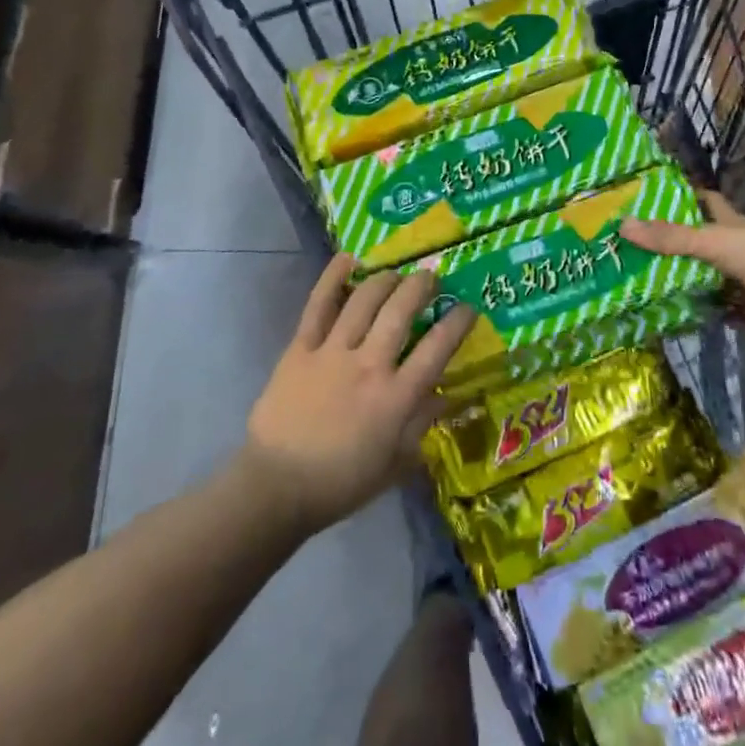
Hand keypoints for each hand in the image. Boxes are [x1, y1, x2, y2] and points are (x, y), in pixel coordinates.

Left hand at [245, 256, 476, 533]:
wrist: (277, 487)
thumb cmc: (341, 482)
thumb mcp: (395, 464)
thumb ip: (422, 425)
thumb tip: (447, 396)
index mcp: (396, 398)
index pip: (437, 349)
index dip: (457, 322)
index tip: (468, 307)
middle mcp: (369, 365)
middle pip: (401, 311)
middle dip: (421, 287)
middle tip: (430, 278)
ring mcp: (333, 352)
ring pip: (364, 300)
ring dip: (386, 279)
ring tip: (396, 273)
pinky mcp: (301, 348)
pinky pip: (318, 304)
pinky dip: (333, 278)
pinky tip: (348, 258)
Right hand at [623, 191, 744, 347]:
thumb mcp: (716, 242)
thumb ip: (672, 238)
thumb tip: (622, 226)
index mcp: (729, 224)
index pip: (701, 202)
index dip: (677, 197)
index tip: (644, 197)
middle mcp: (732, 250)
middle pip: (694, 244)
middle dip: (666, 245)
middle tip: (626, 248)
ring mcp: (739, 282)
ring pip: (702, 280)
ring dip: (677, 282)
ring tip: (635, 283)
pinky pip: (714, 311)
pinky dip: (695, 314)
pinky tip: (666, 316)